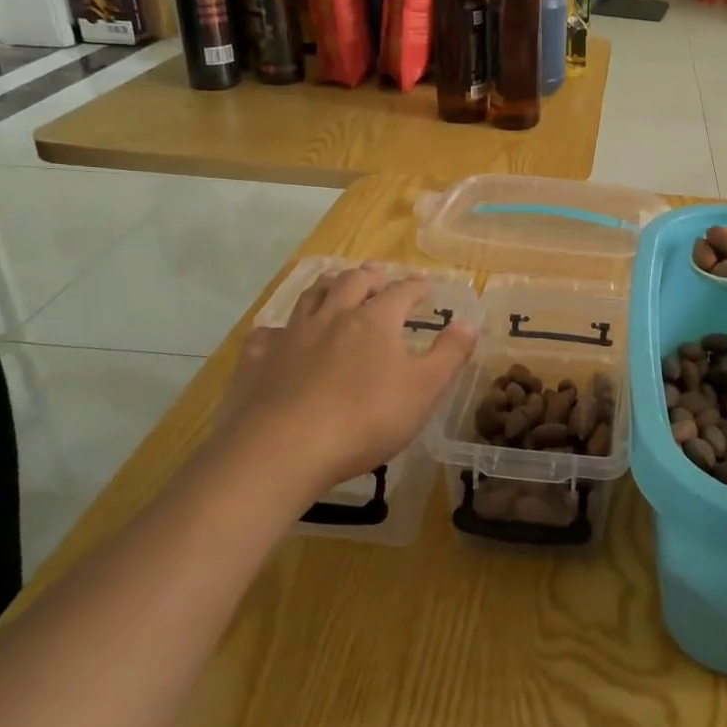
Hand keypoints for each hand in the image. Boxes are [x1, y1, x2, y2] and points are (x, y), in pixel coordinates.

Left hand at [203, 266, 476, 515]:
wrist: (281, 450)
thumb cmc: (364, 420)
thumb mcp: (424, 391)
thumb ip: (449, 355)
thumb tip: (469, 323)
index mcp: (375, 321)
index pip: (401, 292)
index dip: (416, 287)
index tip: (426, 287)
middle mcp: (332, 317)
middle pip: (352, 283)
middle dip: (369, 277)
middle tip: (378, 276)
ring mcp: (291, 335)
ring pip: (310, 297)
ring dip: (327, 287)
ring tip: (334, 286)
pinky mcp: (257, 359)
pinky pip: (269, 333)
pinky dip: (280, 329)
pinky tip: (281, 337)